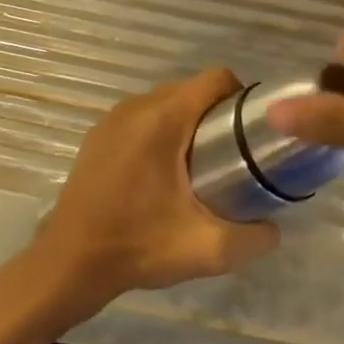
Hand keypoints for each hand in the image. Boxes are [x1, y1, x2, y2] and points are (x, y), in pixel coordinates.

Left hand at [32, 68, 279, 314]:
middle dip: (217, 115)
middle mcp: (137, 106)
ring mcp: (113, 118)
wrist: (69, 263)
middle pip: (192, 90)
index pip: (216, 79)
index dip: (243, 97)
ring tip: (201, 167)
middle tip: (232, 157)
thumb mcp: (207, 250)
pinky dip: (161, 132)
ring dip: (188, 124)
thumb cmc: (137, 246)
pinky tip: (163, 175)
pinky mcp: (98, 135)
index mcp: (164, 117)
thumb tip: (274, 227)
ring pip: (166, 103)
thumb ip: (253, 237)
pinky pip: (142, 118)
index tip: (253, 133)